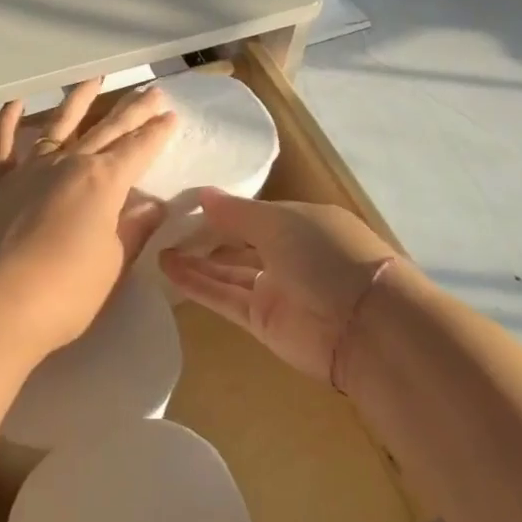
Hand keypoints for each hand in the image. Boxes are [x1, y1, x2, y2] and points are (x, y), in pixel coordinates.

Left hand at [0, 80, 176, 356]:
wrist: (0, 303)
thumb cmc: (68, 291)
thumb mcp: (113, 262)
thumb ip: (132, 229)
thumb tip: (153, 204)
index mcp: (103, 181)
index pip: (138, 149)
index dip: (156, 133)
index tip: (171, 115)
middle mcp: (69, 163)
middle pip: (107, 129)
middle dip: (132, 110)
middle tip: (152, 90)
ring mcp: (32, 169)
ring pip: (59, 123)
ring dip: (79, 99)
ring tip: (96, 78)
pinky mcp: (0, 183)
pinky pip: (3, 144)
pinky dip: (8, 121)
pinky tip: (18, 101)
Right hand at [158, 189, 397, 383]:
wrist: (366, 328)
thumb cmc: (327, 255)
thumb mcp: (279, 221)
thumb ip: (236, 212)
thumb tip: (202, 194)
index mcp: (302, 222)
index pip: (256, 213)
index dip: (224, 208)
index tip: (185, 200)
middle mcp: (289, 253)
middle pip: (239, 242)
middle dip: (206, 234)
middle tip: (163, 223)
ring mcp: (276, 289)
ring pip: (228, 270)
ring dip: (195, 260)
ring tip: (156, 245)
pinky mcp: (263, 322)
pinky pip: (224, 296)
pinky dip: (198, 284)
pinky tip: (168, 268)